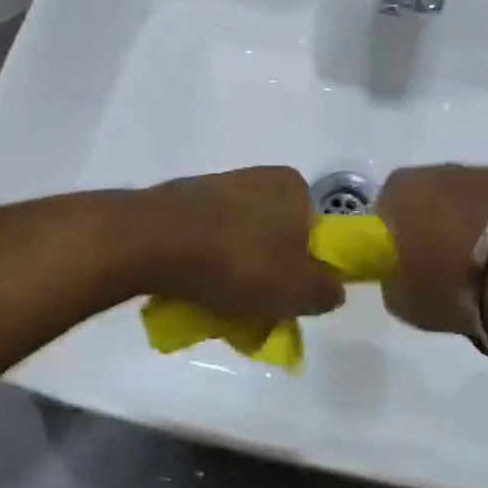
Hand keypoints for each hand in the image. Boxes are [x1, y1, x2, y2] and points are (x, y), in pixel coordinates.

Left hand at [122, 168, 345, 320]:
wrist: (155, 239)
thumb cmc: (239, 261)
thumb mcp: (297, 290)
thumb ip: (325, 291)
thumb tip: (332, 288)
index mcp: (295, 187)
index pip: (314, 232)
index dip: (306, 269)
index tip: (288, 298)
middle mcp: (261, 178)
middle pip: (276, 236)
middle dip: (268, 271)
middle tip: (254, 308)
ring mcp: (219, 186)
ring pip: (240, 238)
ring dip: (235, 269)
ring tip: (219, 305)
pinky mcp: (185, 199)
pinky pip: (207, 236)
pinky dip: (206, 260)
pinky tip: (194, 287)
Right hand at [377, 164, 487, 349]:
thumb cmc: (461, 283)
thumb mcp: (411, 304)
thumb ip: (395, 286)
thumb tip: (400, 279)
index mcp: (401, 191)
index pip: (384, 212)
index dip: (395, 242)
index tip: (411, 271)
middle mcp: (439, 171)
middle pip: (429, 203)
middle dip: (437, 232)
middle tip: (451, 275)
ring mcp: (487, 172)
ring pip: (470, 204)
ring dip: (475, 230)